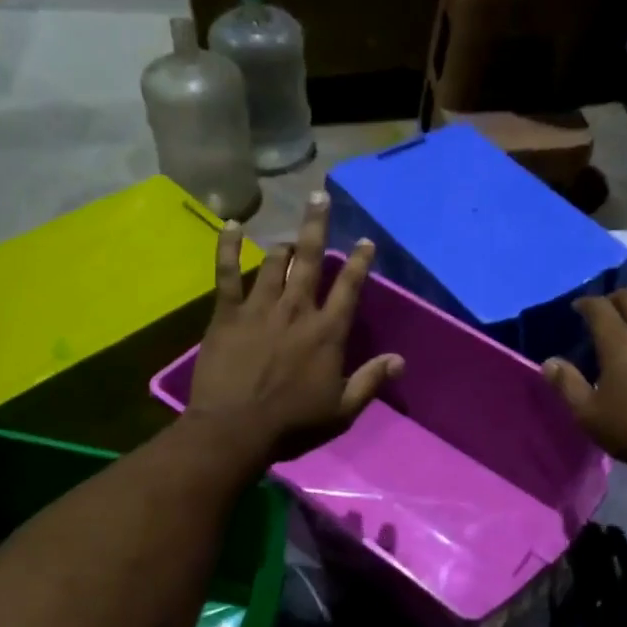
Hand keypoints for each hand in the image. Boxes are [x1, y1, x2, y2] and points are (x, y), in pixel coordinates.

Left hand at [187, 191, 403, 459]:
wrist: (236, 430)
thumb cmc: (293, 424)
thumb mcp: (342, 410)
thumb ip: (370, 381)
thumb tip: (399, 361)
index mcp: (327, 332)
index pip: (348, 287)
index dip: (358, 261)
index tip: (364, 241)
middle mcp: (297, 310)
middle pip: (309, 259)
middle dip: (316, 226)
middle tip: (319, 196)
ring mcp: (260, 308)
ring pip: (274, 264)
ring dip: (283, 246)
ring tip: (288, 237)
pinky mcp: (228, 314)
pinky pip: (227, 273)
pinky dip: (228, 247)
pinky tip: (231, 225)